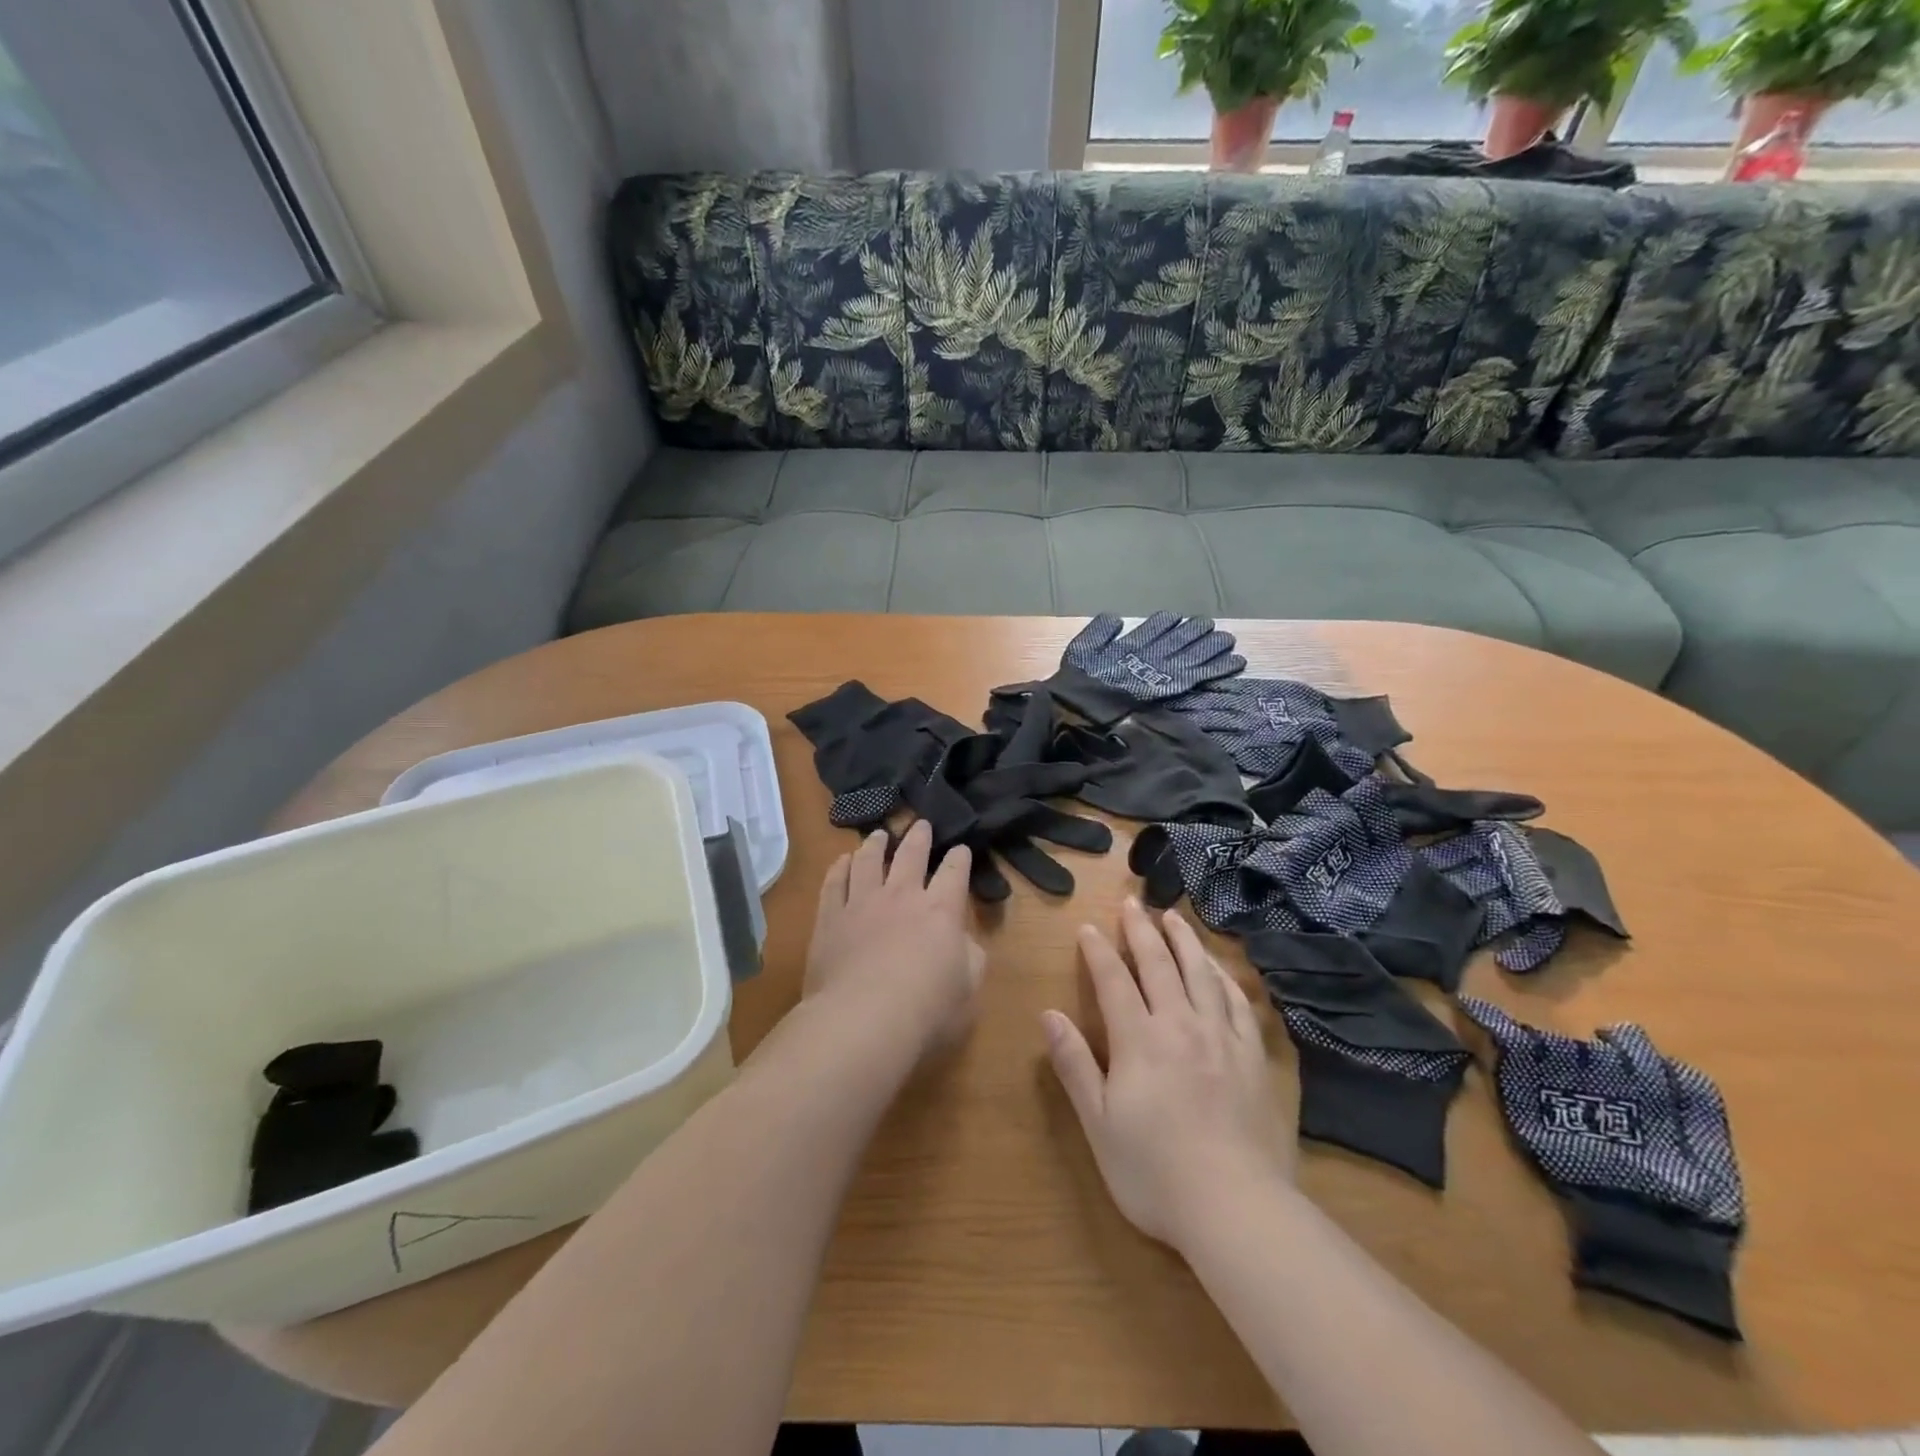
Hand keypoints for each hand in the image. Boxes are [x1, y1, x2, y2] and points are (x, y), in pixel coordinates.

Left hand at [805, 820, 986, 1057]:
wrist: (862, 1020)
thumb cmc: (927, 1011)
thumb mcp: (969, 990)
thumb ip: (971, 959)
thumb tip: (964, 942)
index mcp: (941, 910)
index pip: (954, 872)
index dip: (960, 858)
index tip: (961, 849)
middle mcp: (902, 896)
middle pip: (911, 854)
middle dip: (919, 837)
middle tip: (921, 823)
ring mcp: (862, 903)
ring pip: (869, 860)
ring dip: (876, 844)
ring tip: (879, 834)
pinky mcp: (830, 918)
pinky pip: (834, 882)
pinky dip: (840, 867)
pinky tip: (842, 860)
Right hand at [1044, 899, 1292, 1248]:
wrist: (1236, 1208)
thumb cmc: (1154, 1172)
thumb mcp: (1099, 1124)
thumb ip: (1075, 1065)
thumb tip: (1049, 1015)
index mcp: (1139, 1040)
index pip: (1114, 980)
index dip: (1098, 951)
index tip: (1088, 927)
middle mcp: (1180, 1025)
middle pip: (1158, 965)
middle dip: (1141, 930)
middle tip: (1132, 903)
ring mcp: (1221, 1038)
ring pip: (1200, 973)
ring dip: (1184, 940)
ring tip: (1174, 917)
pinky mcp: (1252, 1057)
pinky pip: (1238, 1002)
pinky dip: (1223, 977)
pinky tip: (1218, 968)